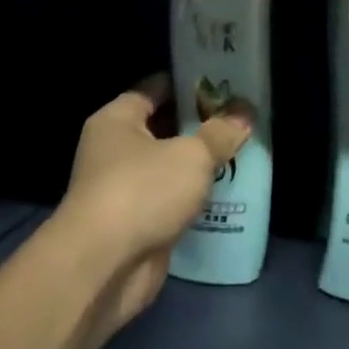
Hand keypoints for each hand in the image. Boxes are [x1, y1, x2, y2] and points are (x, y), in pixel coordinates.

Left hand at [53, 75, 252, 336]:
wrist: (104, 266)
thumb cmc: (143, 191)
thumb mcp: (191, 155)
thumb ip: (220, 133)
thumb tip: (244, 111)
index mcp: (117, 120)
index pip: (155, 88)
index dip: (189, 84)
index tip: (224, 83)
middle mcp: (114, 150)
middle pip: (163, 128)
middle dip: (200, 125)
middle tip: (240, 119)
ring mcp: (124, 189)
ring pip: (169, 167)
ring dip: (199, 165)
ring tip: (243, 153)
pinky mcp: (136, 223)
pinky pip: (171, 201)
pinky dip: (193, 198)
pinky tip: (228, 194)